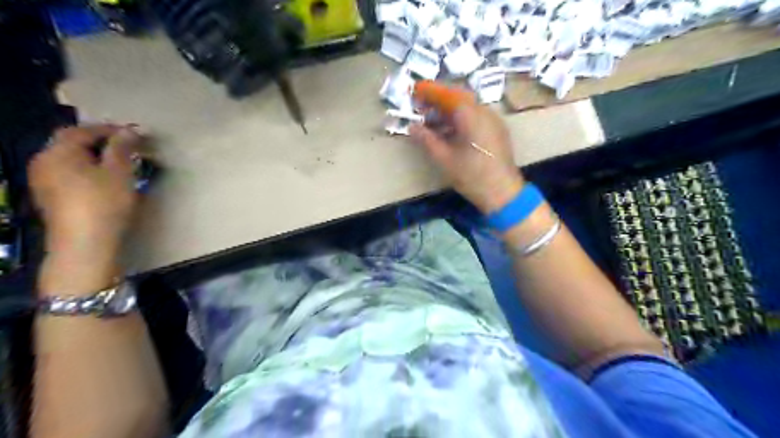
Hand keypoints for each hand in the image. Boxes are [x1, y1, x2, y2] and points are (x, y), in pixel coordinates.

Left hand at [29, 123, 141, 260]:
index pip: (82, 130)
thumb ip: (122, 149)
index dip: (108, 129)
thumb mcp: (119, 173)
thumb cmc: (104, 203)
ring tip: (118, 163)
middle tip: (125, 146)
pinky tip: (103, 180)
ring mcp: (43, 181)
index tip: (133, 133)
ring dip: (93, 156)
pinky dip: (86, 169)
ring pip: (69, 159)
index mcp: (58, 152)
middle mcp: (44, 162)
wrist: (84, 243)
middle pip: (71, 143)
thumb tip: (128, 131)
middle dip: (98, 142)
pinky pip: (68, 173)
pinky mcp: (50, 197)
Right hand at [409, 89, 522, 212]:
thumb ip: (426, 139)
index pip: (448, 94)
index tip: (414, 91)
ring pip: (468, 107)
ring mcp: (493, 120)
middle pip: (459, 97)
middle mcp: (484, 111)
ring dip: (448, 110)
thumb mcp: (444, 158)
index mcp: (471, 115)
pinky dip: (460, 118)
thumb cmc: (472, 175)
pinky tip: (449, 130)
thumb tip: (412, 127)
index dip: (430, 91)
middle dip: (438, 99)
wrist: (503, 193)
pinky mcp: (496, 131)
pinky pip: (475, 116)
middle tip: (421, 106)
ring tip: (431, 120)